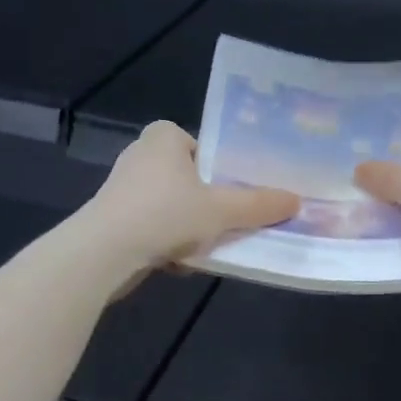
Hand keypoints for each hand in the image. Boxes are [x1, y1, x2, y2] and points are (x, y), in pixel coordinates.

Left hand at [84, 121, 299, 280]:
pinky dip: (168, 243)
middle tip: (231, 223)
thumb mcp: (221, 211)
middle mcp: (141, 155)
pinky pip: (154, 228)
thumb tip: (297, 201)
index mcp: (164, 138)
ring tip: (208, 248)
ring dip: (190, 229)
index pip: (204, 146)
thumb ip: (259, 205)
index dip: (222, 170)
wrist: (103, 254)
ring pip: (174, 208)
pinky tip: (179, 262)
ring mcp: (124, 189)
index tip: (236, 194)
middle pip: (191, 180)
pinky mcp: (113, 220)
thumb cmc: (164, 215)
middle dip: (208, 205)